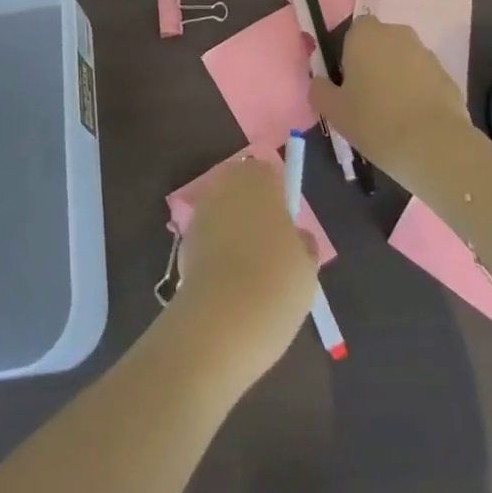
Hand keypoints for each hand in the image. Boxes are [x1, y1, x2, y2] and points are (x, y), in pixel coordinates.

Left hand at [169, 159, 318, 387]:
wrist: (221, 320)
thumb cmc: (275, 283)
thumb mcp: (307, 268)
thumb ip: (303, 244)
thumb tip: (298, 238)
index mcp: (259, 180)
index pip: (268, 173)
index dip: (278, 196)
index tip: (287, 227)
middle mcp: (226, 186)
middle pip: (242, 190)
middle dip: (253, 211)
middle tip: (271, 250)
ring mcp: (202, 212)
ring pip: (224, 214)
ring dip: (234, 232)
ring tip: (251, 273)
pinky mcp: (184, 241)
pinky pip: (209, 239)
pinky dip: (218, 254)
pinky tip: (230, 285)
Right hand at [310, 16, 474, 194]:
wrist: (435, 146)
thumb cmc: (375, 121)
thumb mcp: (334, 110)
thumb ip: (320, 90)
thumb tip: (320, 83)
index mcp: (364, 34)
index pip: (351, 33)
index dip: (348, 57)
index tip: (347, 85)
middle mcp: (396, 33)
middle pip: (379, 45)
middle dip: (374, 65)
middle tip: (367, 100)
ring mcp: (425, 53)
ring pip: (403, 61)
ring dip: (397, 79)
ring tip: (393, 116)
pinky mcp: (447, 76)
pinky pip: (424, 80)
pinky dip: (418, 94)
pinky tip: (414, 122)